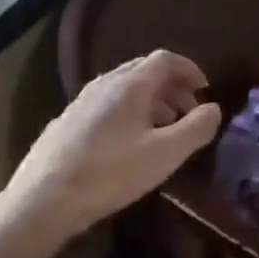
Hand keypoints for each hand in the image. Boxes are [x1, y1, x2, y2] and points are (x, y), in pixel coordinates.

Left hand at [0, 50, 221, 244]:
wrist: (44, 198)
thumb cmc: (111, 173)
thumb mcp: (165, 154)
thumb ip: (196, 128)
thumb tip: (213, 109)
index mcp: (131, 85)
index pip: (165, 59)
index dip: (189, 69)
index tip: (204, 90)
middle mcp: (105, 84)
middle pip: (144, 70)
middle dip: (172, 87)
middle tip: (189, 113)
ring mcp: (82, 101)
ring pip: (125, 88)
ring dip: (152, 101)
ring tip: (165, 129)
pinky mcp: (68, 121)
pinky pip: (108, 104)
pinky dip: (130, 111)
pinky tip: (130, 143)